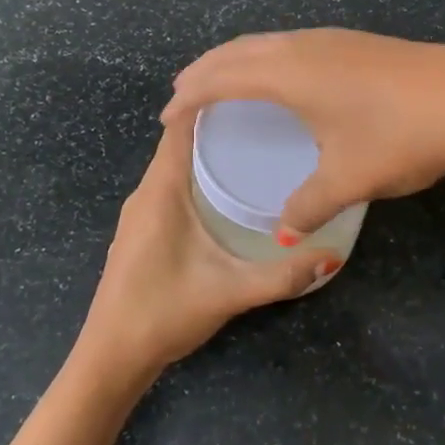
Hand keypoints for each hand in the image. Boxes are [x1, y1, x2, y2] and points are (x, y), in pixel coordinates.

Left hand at [75, 119, 334, 381]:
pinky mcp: (143, 230)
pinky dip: (198, 175)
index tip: (250, 87)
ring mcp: (141, 213)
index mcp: (161, 191)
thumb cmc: (163, 313)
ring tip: (256, 144)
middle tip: (268, 116)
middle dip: (219, 124)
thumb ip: (282, 276)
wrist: (111, 357)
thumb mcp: (229, 292)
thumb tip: (332, 257)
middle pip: (180, 141)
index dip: (209, 101)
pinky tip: (228, 190)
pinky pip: (172, 186)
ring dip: (208, 150)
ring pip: (176, 165)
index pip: (180, 127)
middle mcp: (146, 193)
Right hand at [163, 29, 444, 234]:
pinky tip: (282, 81)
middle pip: (237, 50)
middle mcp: (304, 47)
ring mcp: (333, 40)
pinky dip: (266, 60)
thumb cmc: (405, 135)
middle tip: (182, 97)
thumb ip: (308, 206)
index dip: (188, 96)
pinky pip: (291, 45)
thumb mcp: (351, 178)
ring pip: (267, 43)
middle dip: (204, 71)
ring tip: (222, 84)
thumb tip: (282, 232)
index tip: (165, 118)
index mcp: (289, 74)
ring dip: (236, 61)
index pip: (220, 78)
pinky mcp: (357, 44)